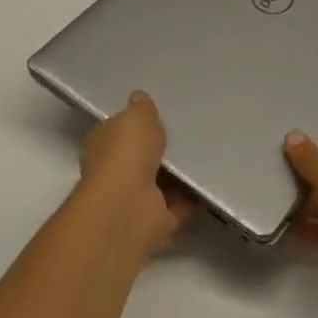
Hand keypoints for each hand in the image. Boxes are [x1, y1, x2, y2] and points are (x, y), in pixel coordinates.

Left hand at [78, 91, 193, 259]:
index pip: (119, 131)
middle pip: (143, 157)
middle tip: (191, 131)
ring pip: (163, 182)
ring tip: (209, 152)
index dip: (137, 124)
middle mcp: (116, 173)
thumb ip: (141, 108)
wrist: (128, 207)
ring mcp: (136, 199)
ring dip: (181, 174)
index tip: (160, 114)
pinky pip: (181, 205)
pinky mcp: (157, 220)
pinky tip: (214, 179)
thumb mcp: (136, 116)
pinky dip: (194, 197)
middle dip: (162, 149)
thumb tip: (139, 97)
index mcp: (104, 146)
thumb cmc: (126, 153)